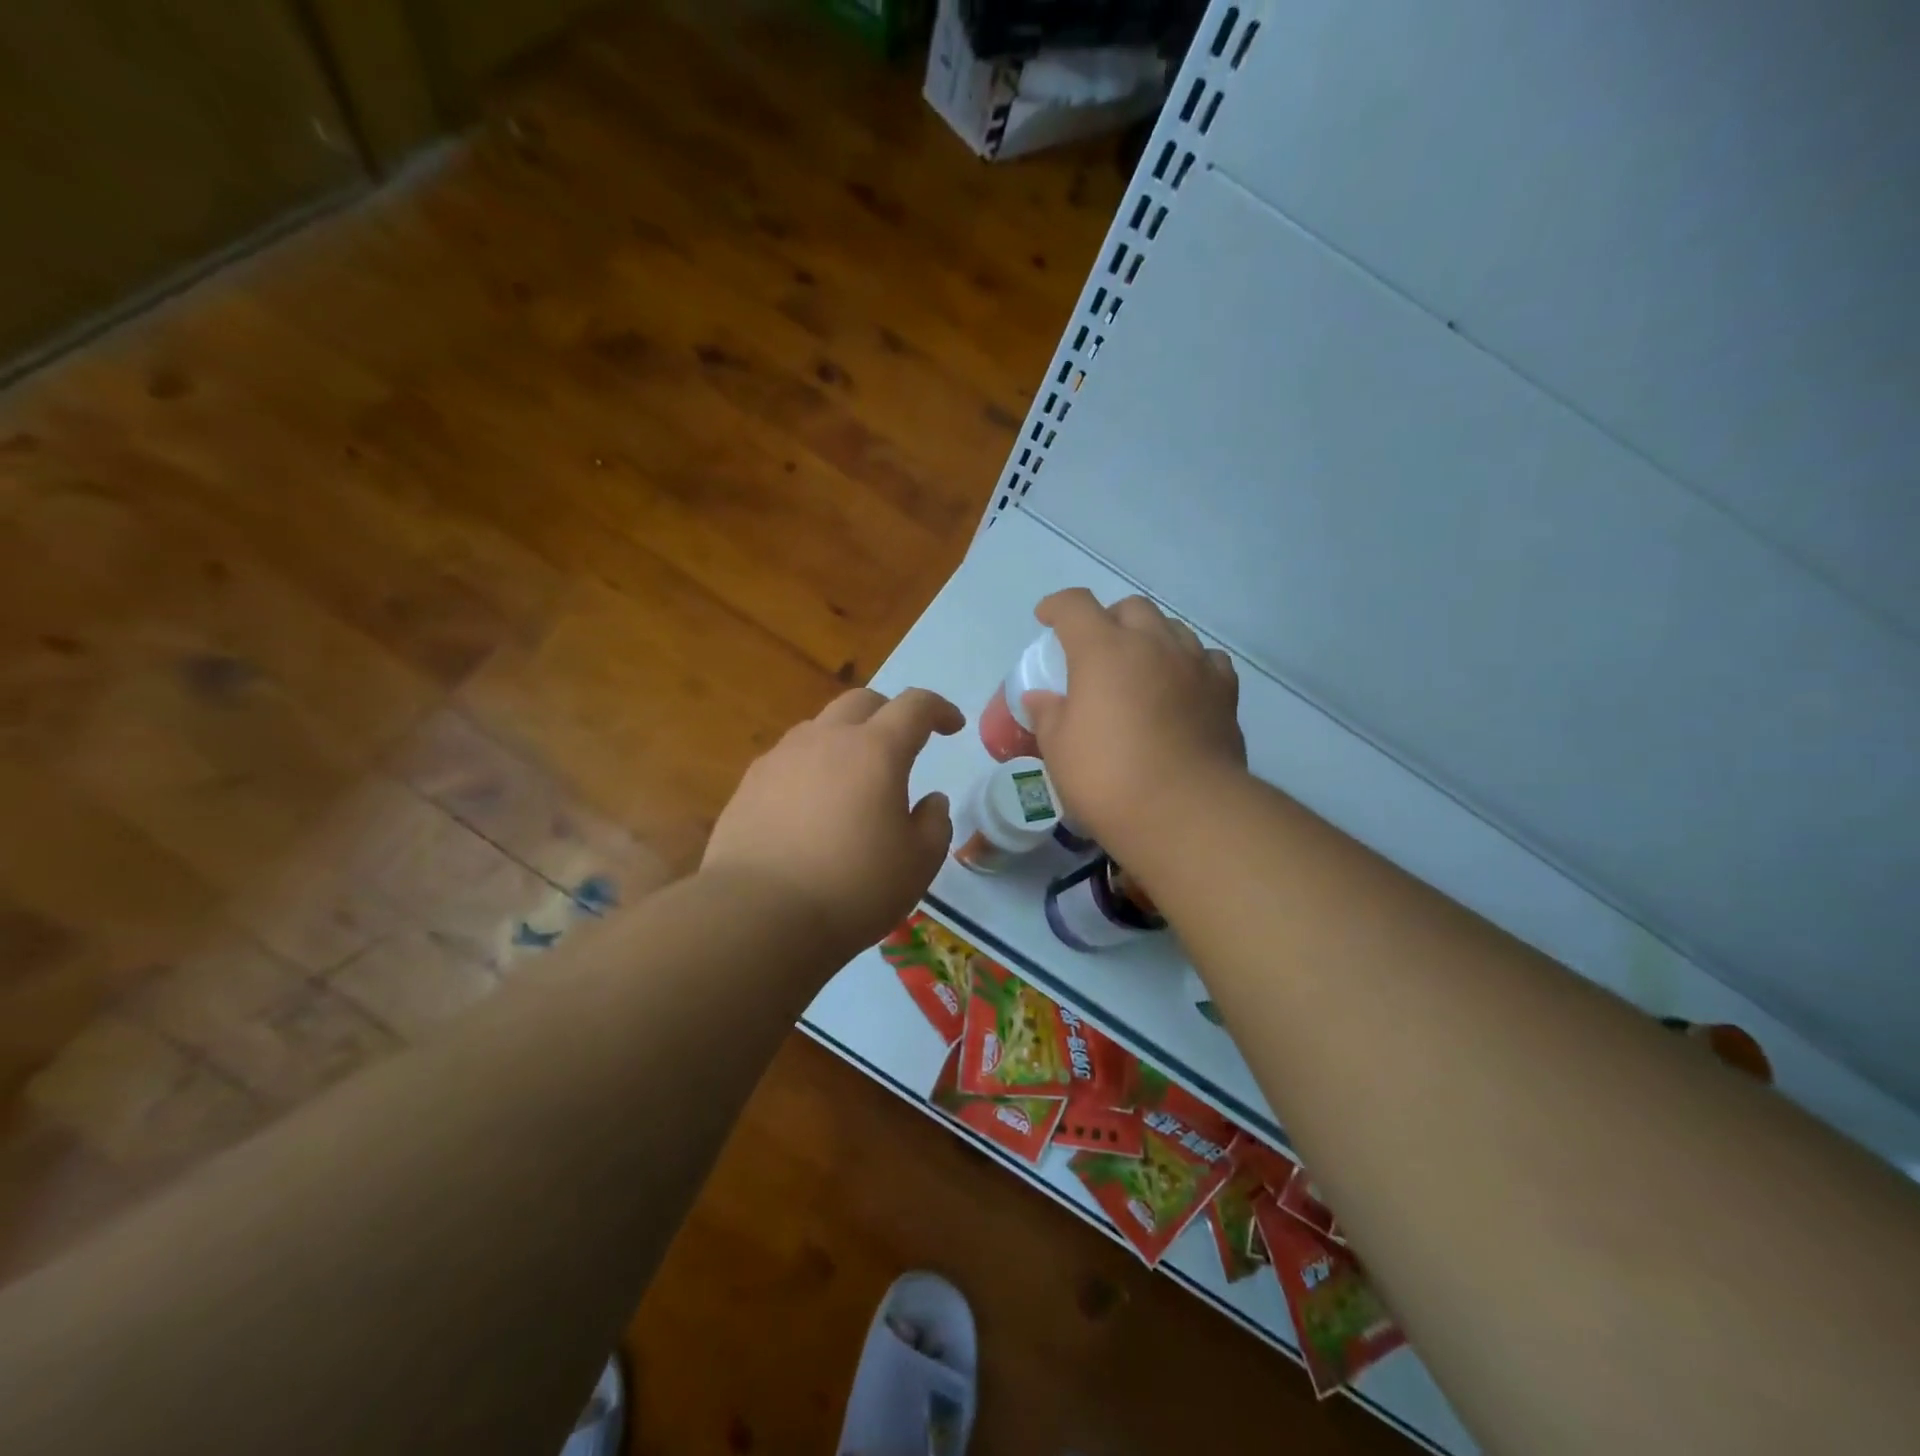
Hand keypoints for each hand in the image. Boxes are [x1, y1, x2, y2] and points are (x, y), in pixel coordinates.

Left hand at [703, 687, 963, 954]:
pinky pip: (789, 759)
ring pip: (820, 727)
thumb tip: (931, 801)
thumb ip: (934, 824)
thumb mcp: (918, 864)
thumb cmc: (853, 888)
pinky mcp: (749, 784)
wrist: (757, 916)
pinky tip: (811, 805)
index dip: (939, 709)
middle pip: (862, 702)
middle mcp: (826, 740)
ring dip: (846, 738)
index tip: (952, 727)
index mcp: (876, 751)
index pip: (915, 706)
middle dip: (889, 713)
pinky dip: (811, 767)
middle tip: (903, 743)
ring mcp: (781, 758)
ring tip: (854, 777)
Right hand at [1024, 589, 1244, 855]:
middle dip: (1108, 619)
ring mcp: (1194, 664)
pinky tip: (1181, 686)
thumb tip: (1041, 698)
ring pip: (1171, 628)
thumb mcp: (1059, 750)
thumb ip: (1048, 715)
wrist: (1185, 811)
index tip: (1046, 618)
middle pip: (1130, 608)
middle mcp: (1152, 644)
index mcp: (1103, 650)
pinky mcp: (1224, 691)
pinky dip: (1188, 663)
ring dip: (1150, 638)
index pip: (1075, 606)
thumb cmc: (1108, 778)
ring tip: (1139, 667)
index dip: (1057, 606)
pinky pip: (1205, 659)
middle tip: (1096, 650)